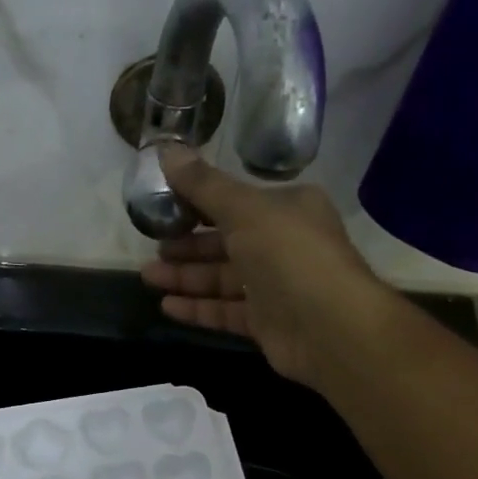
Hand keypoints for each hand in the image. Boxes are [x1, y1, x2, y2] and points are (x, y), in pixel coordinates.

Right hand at [139, 145, 392, 386]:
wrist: (330, 327)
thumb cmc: (290, 255)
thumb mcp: (245, 210)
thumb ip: (204, 186)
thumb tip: (166, 150)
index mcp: (287, 208)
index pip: (236, 202)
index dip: (199, 203)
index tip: (163, 207)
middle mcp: (283, 245)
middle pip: (226, 242)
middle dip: (187, 246)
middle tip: (152, 247)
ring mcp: (275, 287)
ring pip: (223, 279)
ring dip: (186, 277)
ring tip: (147, 277)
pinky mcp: (266, 323)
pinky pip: (226, 311)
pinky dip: (198, 308)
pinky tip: (167, 306)